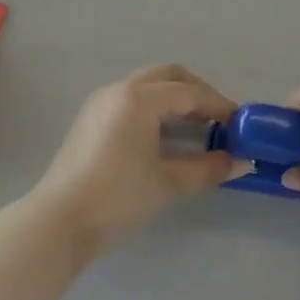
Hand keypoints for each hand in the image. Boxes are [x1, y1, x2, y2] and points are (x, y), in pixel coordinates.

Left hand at [32, 64, 236, 253]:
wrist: (58, 223)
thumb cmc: (117, 198)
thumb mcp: (169, 183)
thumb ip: (208, 168)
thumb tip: (241, 162)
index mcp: (140, 98)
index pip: (190, 93)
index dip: (219, 106)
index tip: (240, 124)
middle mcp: (119, 90)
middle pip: (169, 76)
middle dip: (198, 93)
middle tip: (219, 119)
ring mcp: (101, 102)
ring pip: (148, 85)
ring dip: (176, 98)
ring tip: (196, 128)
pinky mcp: (90, 119)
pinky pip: (132, 99)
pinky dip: (155, 107)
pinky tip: (165, 136)